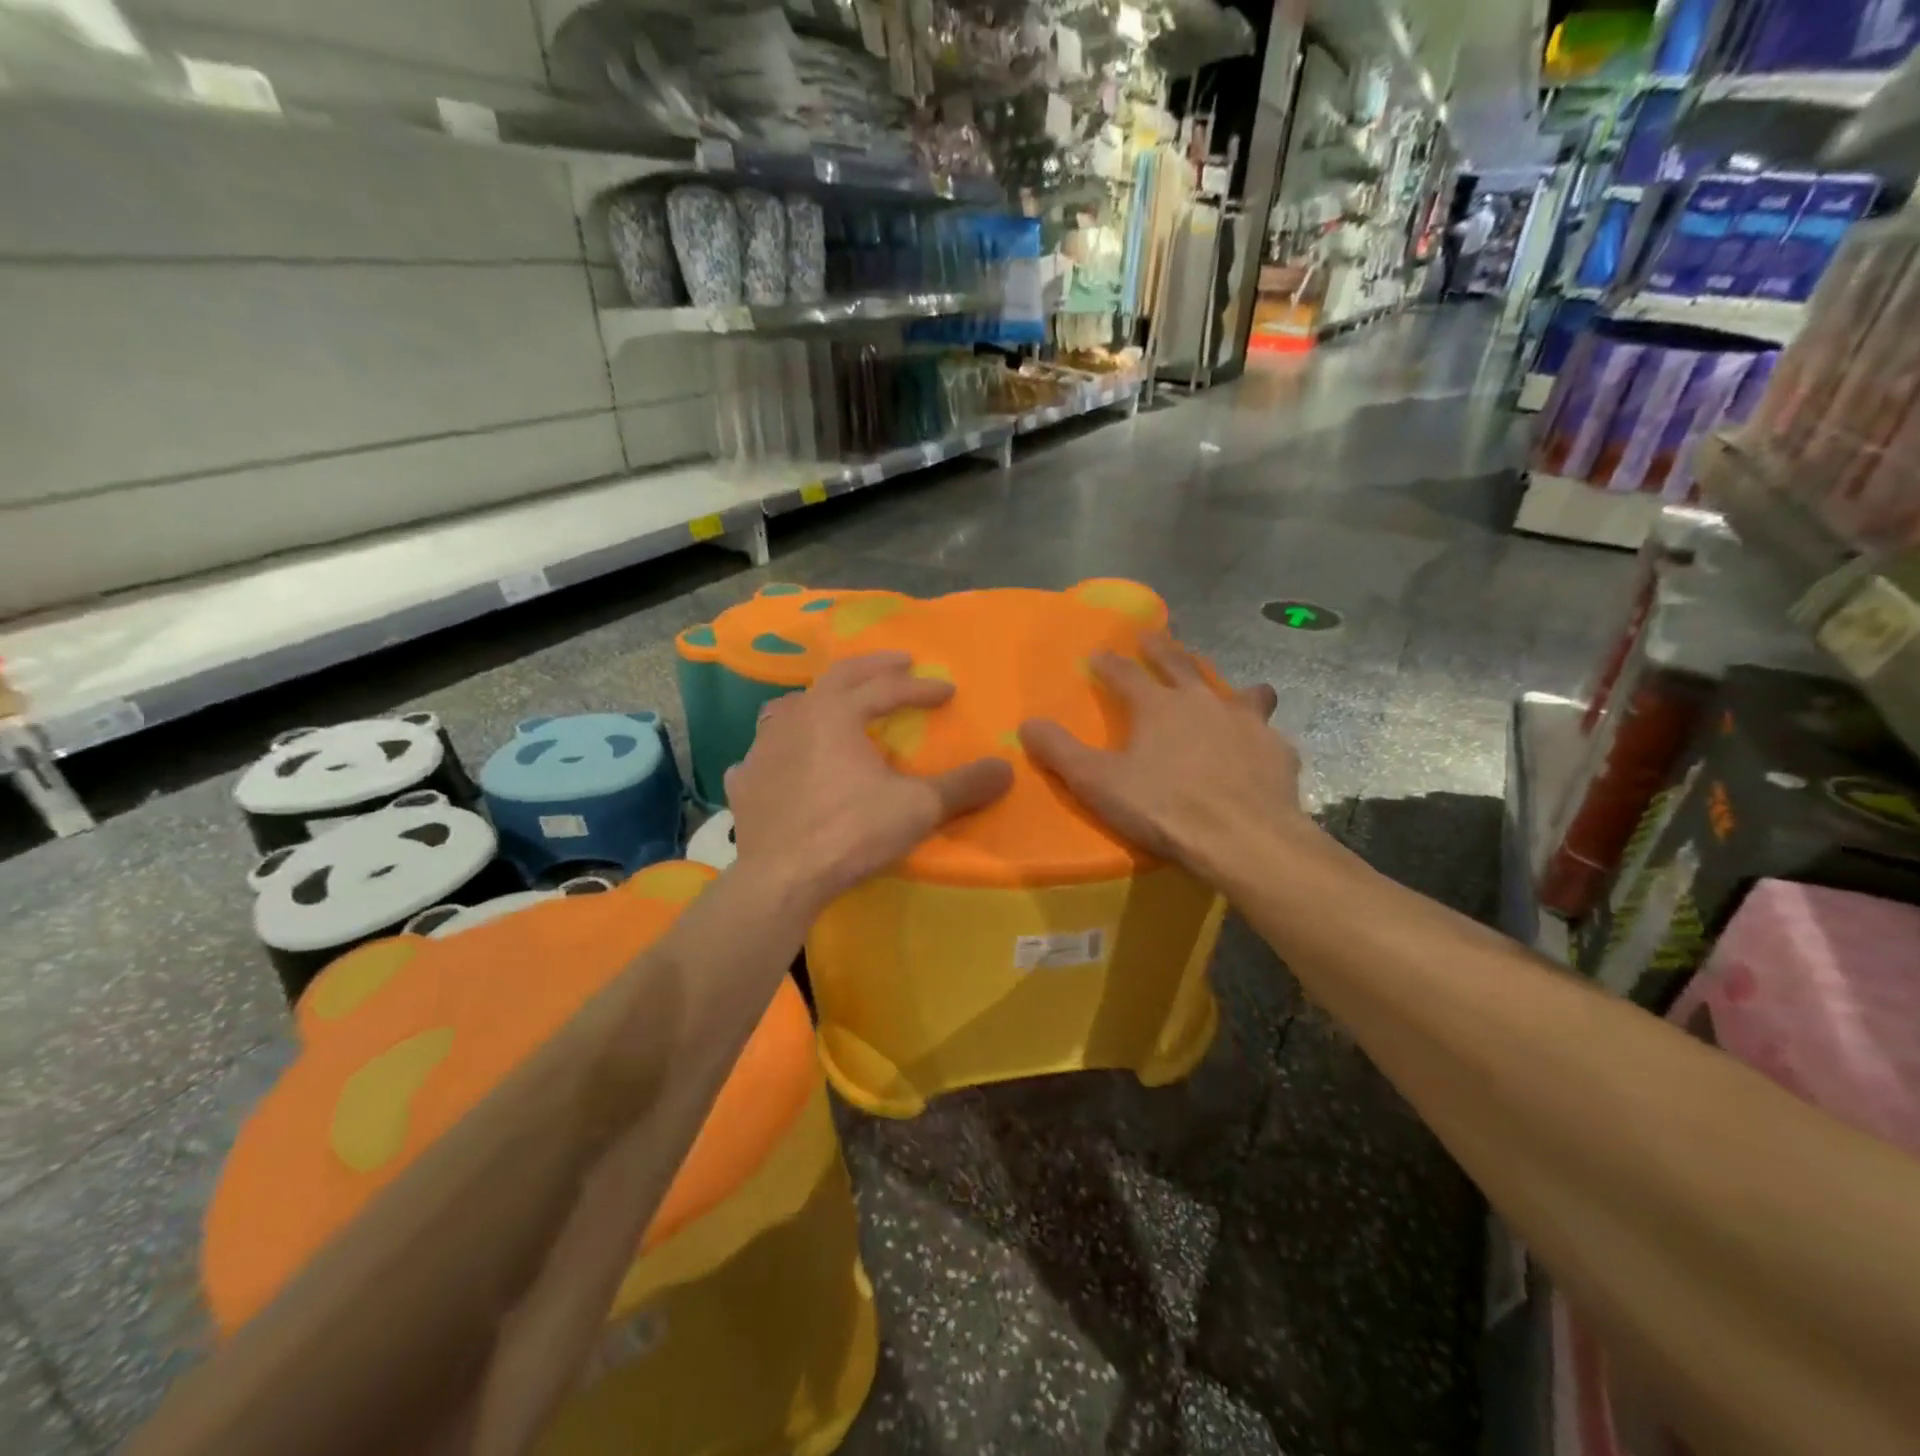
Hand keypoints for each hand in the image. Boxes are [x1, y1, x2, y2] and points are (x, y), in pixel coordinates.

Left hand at [727, 652, 1013, 908]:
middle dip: (872, 669)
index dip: (920, 688)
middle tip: (899, 663)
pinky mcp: (743, 783)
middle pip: (837, 679)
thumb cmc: (852, 832)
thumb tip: (1006, 768)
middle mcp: (794, 717)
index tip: (947, 691)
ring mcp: (760, 749)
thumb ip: (964, 786)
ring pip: (789, 708)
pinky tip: (785, 763)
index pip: (886, 688)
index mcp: (835, 712)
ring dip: (819, 700)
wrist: (782, 879)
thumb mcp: (918, 808)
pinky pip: (762, 754)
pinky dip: (780, 750)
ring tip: (836, 705)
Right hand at [1018, 633, 1306, 883]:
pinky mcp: (1277, 751)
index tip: (1098, 654)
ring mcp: (1247, 723)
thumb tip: (1027, 724)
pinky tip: (1256, 749)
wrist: (1243, 840)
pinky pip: (1266, 733)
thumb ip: (1060, 752)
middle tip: (1151, 637)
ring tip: (1224, 688)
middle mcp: (1204, 702)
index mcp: (1158, 706)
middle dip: (1162, 650)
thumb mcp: (1097, 783)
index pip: (1126, 674)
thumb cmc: (1163, 808)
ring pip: (1237, 691)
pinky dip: (1256, 735)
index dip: (1109, 664)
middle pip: (1181, 665)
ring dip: (1224, 686)